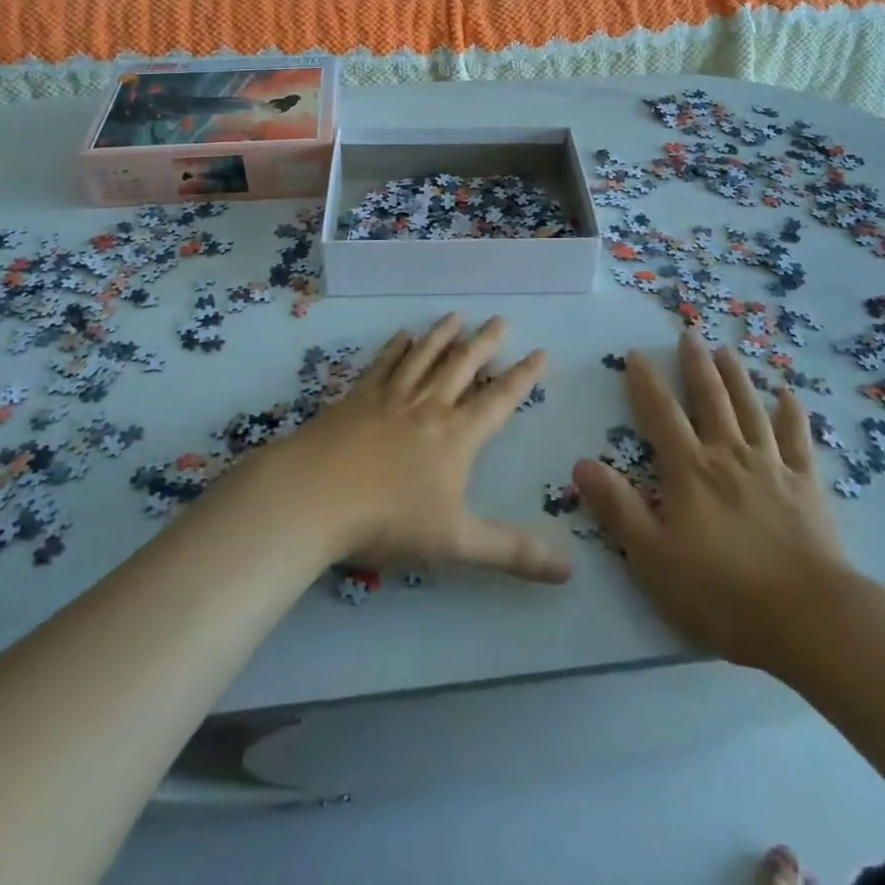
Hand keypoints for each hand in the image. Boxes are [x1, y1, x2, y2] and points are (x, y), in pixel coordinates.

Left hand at [271, 314, 570, 584]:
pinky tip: (402, 335)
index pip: (498, 400)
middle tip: (500, 319)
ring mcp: (389, 397)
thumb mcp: (457, 543)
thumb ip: (512, 552)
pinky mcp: (356, 398)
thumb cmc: (388, 520)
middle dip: (485, 342)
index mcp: (456, 436)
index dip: (522, 377)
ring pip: (423, 356)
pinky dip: (396, 347)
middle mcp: (428, 406)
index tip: (539, 352)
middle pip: (462, 365)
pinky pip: (383, 364)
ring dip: (443, 335)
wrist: (315, 496)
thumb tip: (569, 569)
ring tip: (457, 315)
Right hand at [573, 330, 855, 673]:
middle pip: (710, 399)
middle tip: (689, 334)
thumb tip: (581, 464)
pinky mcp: (806, 486)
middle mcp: (729, 455)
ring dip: (737, 377)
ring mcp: (771, 466)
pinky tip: (788, 396)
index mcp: (690, 470)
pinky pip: (797, 439)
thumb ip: (617, 508)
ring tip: (727, 350)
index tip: (635, 355)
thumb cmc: (722, 592)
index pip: (661, 414)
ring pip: (751, 408)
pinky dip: (791, 414)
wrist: (810, 618)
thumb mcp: (653, 557)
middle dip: (696, 365)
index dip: (646, 382)